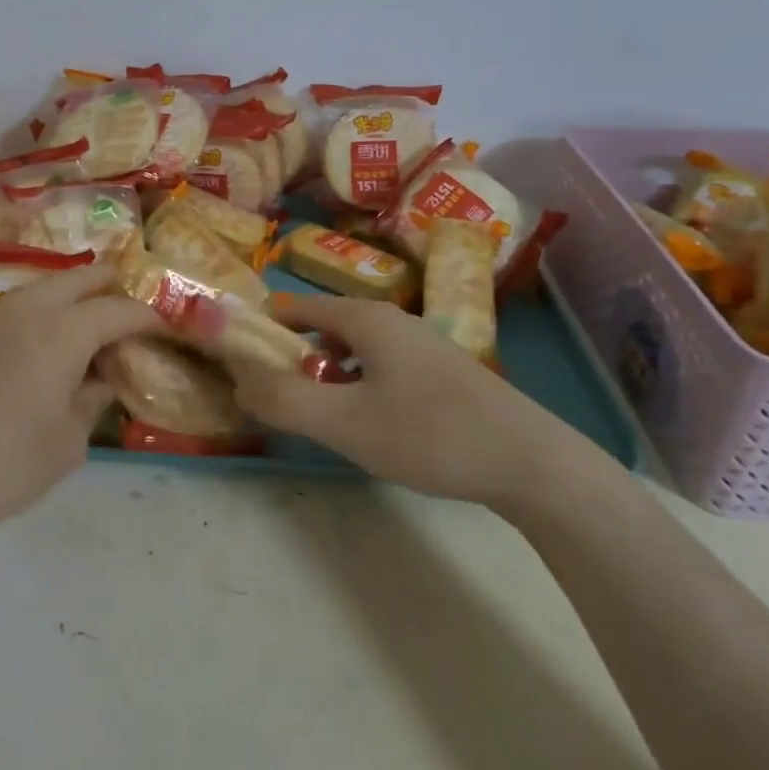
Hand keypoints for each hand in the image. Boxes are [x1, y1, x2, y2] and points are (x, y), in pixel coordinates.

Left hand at [0, 264, 160, 547]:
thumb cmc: (8, 465)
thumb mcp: (69, 441)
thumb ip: (93, 399)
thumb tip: (103, 379)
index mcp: (62, 331)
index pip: (117, 310)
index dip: (145, 316)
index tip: (161, 328)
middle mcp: (27, 308)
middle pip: (79, 278)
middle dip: (109, 288)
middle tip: (127, 311)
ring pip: (43, 286)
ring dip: (71, 297)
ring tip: (85, 326)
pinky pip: (14, 305)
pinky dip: (38, 311)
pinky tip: (39, 340)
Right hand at [230, 293, 585, 509]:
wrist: (532, 463)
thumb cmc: (430, 434)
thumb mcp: (346, 422)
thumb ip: (284, 401)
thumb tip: (238, 381)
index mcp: (366, 318)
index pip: (295, 306)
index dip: (261, 328)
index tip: (236, 359)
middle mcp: (392, 320)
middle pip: (324, 326)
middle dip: (292, 356)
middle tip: (272, 396)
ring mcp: (422, 345)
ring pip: (354, 349)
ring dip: (326, 374)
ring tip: (315, 415)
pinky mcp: (442, 373)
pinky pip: (380, 367)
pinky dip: (357, 385)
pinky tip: (366, 423)